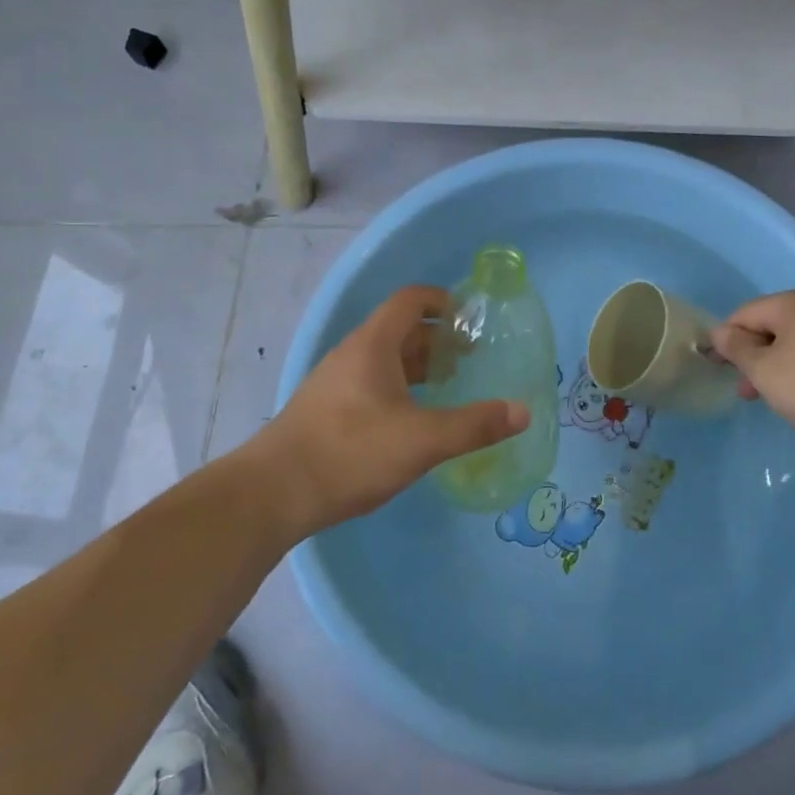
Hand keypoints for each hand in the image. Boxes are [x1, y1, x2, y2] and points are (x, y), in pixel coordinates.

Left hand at [248, 286, 528, 537]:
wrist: (271, 495)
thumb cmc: (349, 453)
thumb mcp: (421, 440)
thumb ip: (474, 425)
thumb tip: (523, 411)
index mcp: (374, 344)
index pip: (411, 300)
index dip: (445, 301)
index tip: (474, 320)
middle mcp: (354, 354)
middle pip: (402, 329)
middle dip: (440, 338)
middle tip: (474, 358)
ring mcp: (337, 382)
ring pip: (387, 359)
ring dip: (421, 365)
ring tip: (452, 386)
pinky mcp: (328, 410)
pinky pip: (374, 383)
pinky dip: (402, 388)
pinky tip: (415, 419)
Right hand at [711, 291, 794, 445]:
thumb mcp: (765, 371)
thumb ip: (738, 349)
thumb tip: (720, 331)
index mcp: (789, 303)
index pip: (743, 314)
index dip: (725, 341)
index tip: (719, 371)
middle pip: (770, 326)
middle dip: (753, 357)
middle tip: (746, 392)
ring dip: (777, 367)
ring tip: (775, 399)